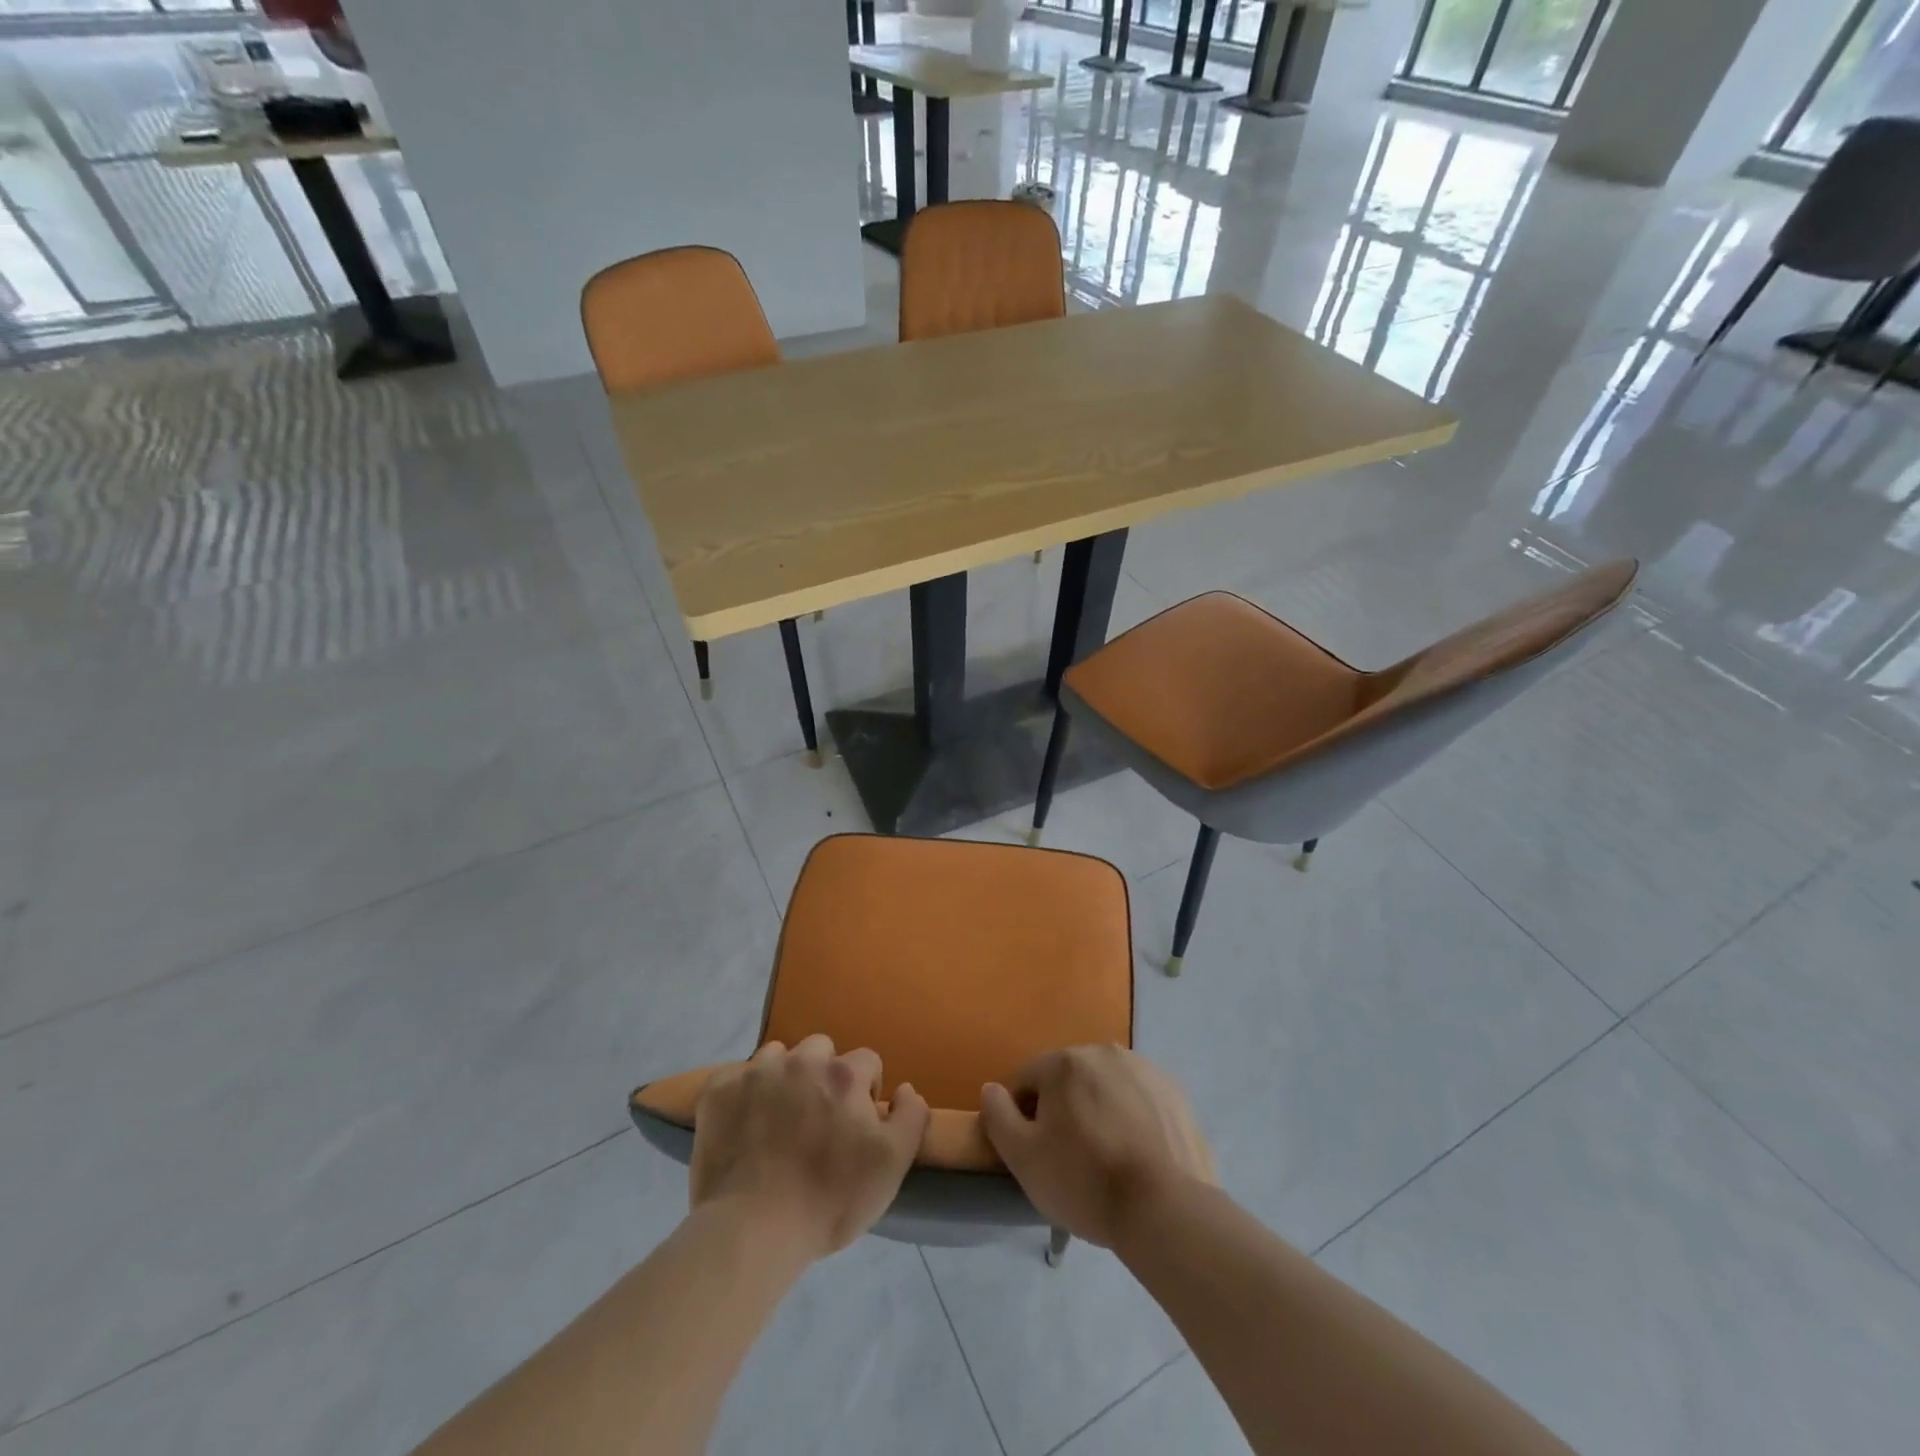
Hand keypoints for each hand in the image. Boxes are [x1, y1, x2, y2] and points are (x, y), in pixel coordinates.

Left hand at [690, 1035, 929, 1260]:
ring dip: (783, 1078)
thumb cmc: (830, 1201)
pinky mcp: (719, 1090)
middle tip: (816, 1120)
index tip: (855, 1126)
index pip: (866, 1062)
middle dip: (824, 1076)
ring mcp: (756, 1071)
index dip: (865, 1091)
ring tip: (777, 1120)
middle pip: (821, 1050)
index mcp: (844, 1074)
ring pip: (778, 1056)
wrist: (753, 1232)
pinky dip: (742, 1093)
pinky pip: (736, 1075)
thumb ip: (911, 1118)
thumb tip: (906, 1088)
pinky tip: (743, 1124)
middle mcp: (801, 1060)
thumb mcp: (891, 1166)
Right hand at [980, 1045, 1213, 1247]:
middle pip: (1069, 1080)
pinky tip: (1136, 1156)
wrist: (1164, 1209)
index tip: (1033, 1152)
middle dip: (1063, 1110)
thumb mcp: (1023, 1157)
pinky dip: (1132, 1119)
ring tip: (1106, 1159)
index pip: (1027, 1080)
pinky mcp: (1174, 1094)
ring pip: (1106, 1087)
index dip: (1022, 1116)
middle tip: (1069, 1158)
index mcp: (1065, 1062)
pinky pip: (1139, 1101)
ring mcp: (1144, 1069)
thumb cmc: (1084, 1181)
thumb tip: (991, 1089)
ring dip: (1098, 1111)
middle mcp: (1104, 1052)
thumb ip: (998, 1116)